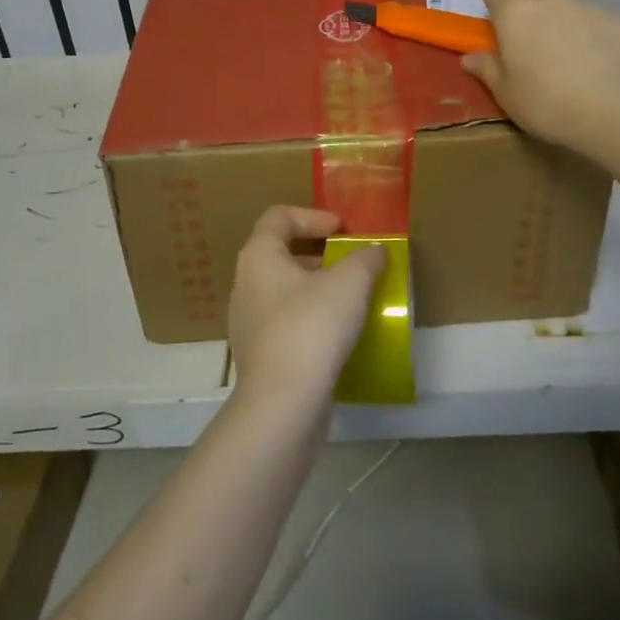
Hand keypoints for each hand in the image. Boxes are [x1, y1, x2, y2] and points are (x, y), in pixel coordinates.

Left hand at [227, 206, 385, 410]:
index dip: (313, 215)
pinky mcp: (259, 354)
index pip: (279, 217)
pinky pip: (286, 322)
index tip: (344, 230)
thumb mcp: (349, 283)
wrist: (283, 404)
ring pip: (284, 290)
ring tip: (351, 298)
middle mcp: (245, 284)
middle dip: (319, 254)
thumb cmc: (311, 327)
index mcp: (258, 256)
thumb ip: (365, 259)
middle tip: (351, 263)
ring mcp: (248, 322)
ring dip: (317, 287)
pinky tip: (338, 334)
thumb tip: (374, 251)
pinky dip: (311, 317)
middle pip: (281, 253)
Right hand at [461, 0, 619, 154]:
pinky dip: (592, 33)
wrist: (613, 108)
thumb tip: (469, 57)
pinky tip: (598, 60)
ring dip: (561, 19)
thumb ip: (487, 69)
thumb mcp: (506, 93)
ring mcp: (588, 6)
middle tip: (528, 35)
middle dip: (527, 6)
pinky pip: (597, 21)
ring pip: (567, 4)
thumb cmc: (545, 102)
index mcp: (515, 14)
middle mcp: (551, 0)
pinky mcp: (619, 20)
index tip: (487, 1)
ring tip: (566, 52)